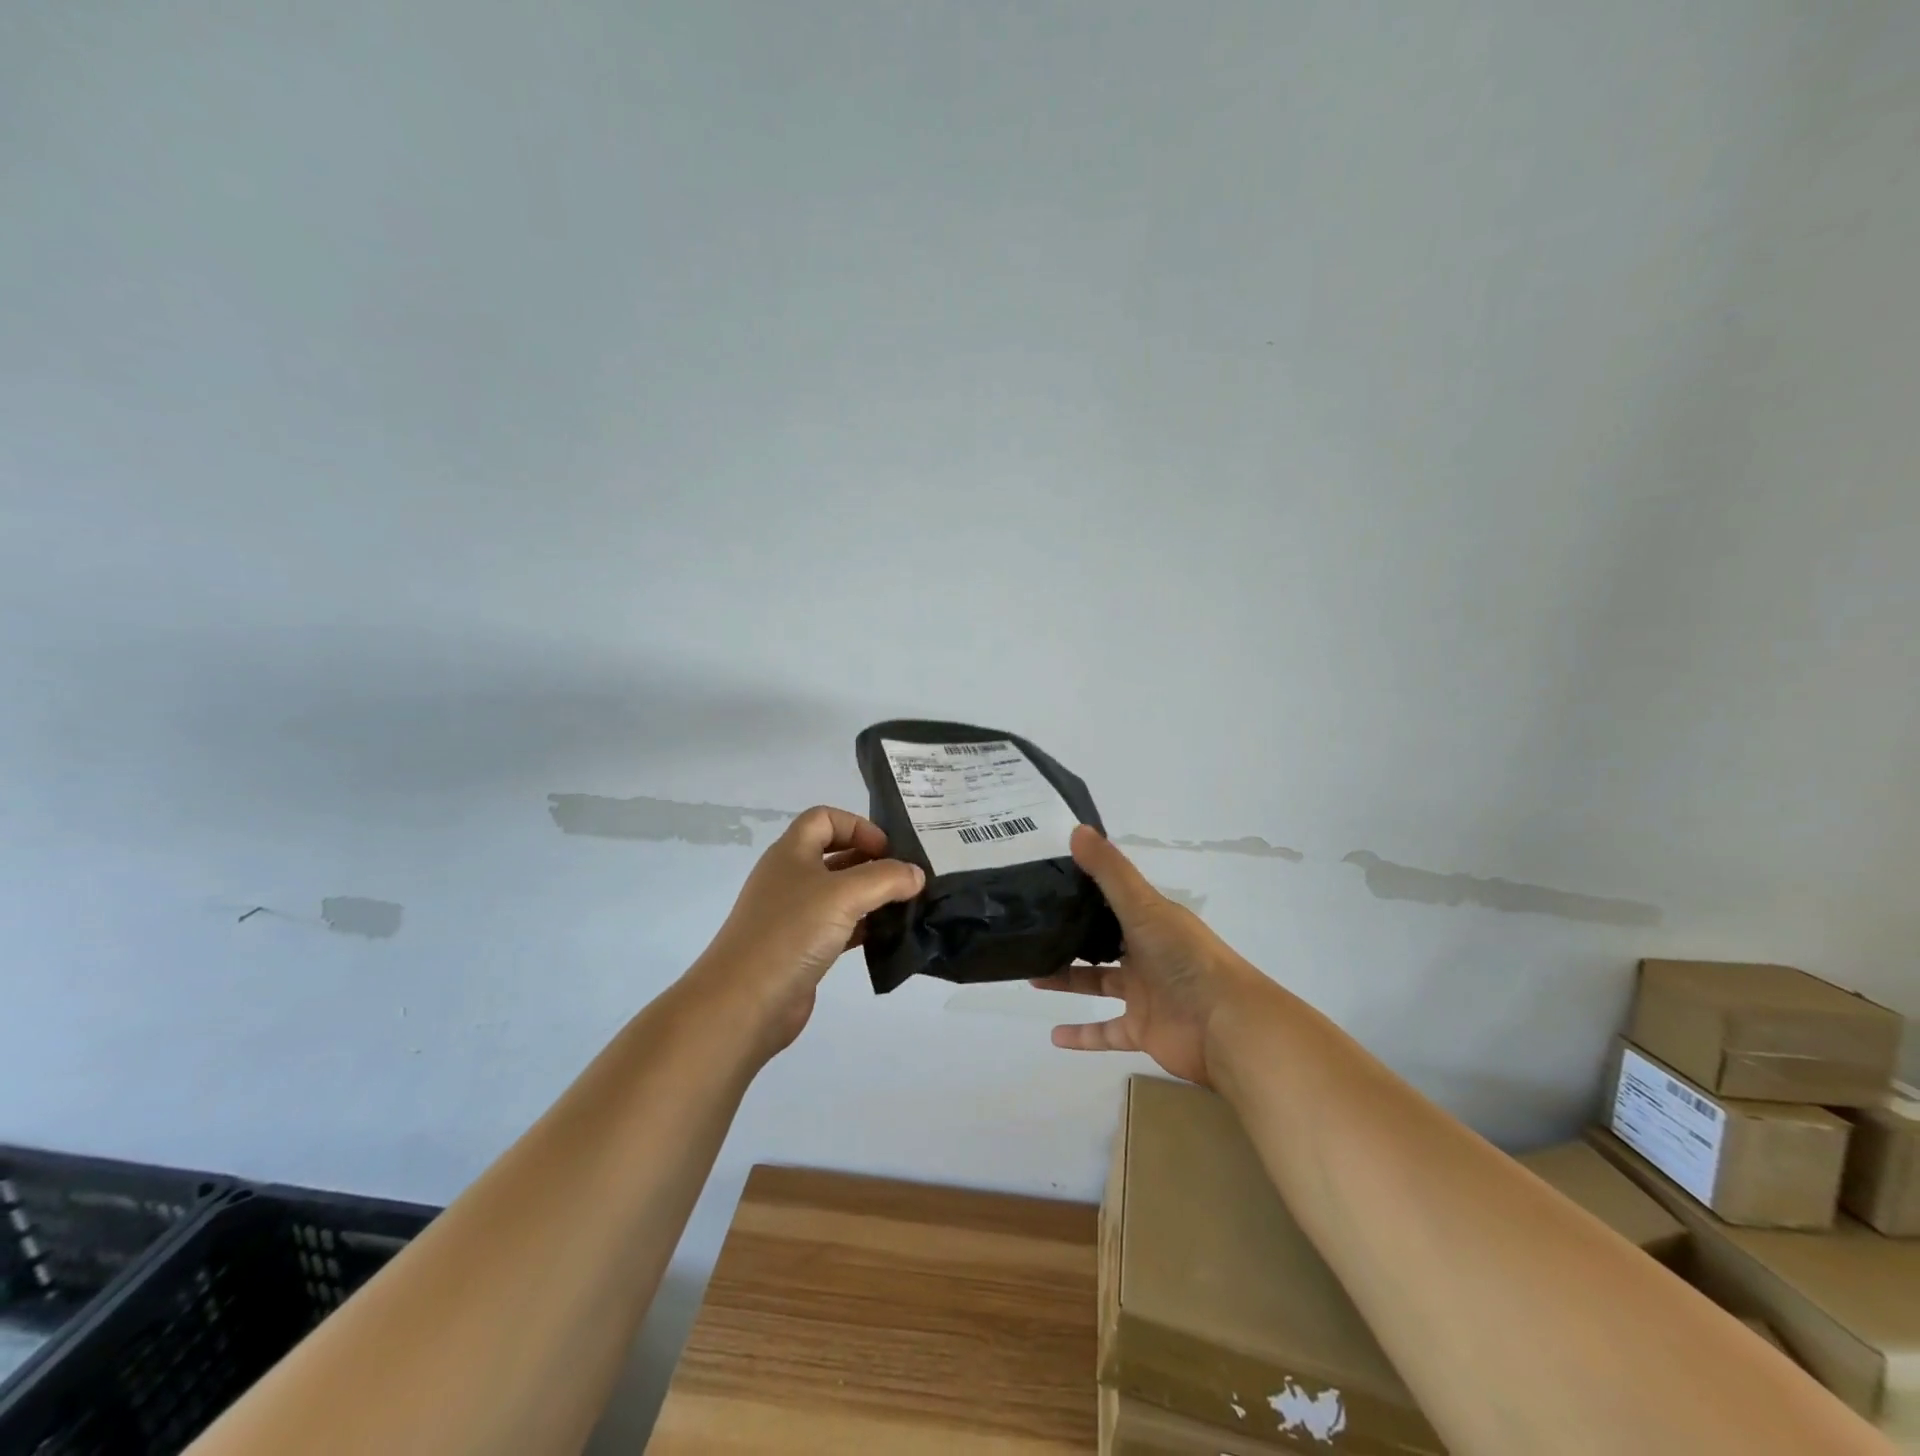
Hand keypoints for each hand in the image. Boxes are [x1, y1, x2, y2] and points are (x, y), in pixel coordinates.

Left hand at [688, 806, 923, 1058]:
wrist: (744, 1003)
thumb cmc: (791, 933)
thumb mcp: (844, 895)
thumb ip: (886, 878)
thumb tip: (917, 874)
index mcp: (791, 853)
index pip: (824, 818)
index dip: (857, 826)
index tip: (887, 851)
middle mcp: (791, 878)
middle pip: (835, 854)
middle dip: (871, 861)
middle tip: (907, 878)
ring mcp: (794, 915)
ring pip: (840, 893)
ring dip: (871, 896)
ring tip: (906, 906)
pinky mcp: (802, 948)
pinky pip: (839, 927)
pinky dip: (864, 927)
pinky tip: (888, 936)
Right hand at [1032, 825, 1266, 1086]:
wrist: (1226, 1025)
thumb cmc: (1185, 957)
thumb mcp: (1144, 905)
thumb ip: (1109, 871)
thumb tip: (1075, 828)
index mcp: (1151, 920)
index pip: (1112, 900)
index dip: (1083, 889)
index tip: (1046, 880)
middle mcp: (1146, 953)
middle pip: (1102, 941)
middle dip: (1071, 936)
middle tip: (1032, 929)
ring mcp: (1144, 993)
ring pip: (1099, 982)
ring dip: (1068, 980)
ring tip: (1031, 974)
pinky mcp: (1142, 1029)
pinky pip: (1106, 1031)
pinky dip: (1082, 1035)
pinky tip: (1053, 1036)